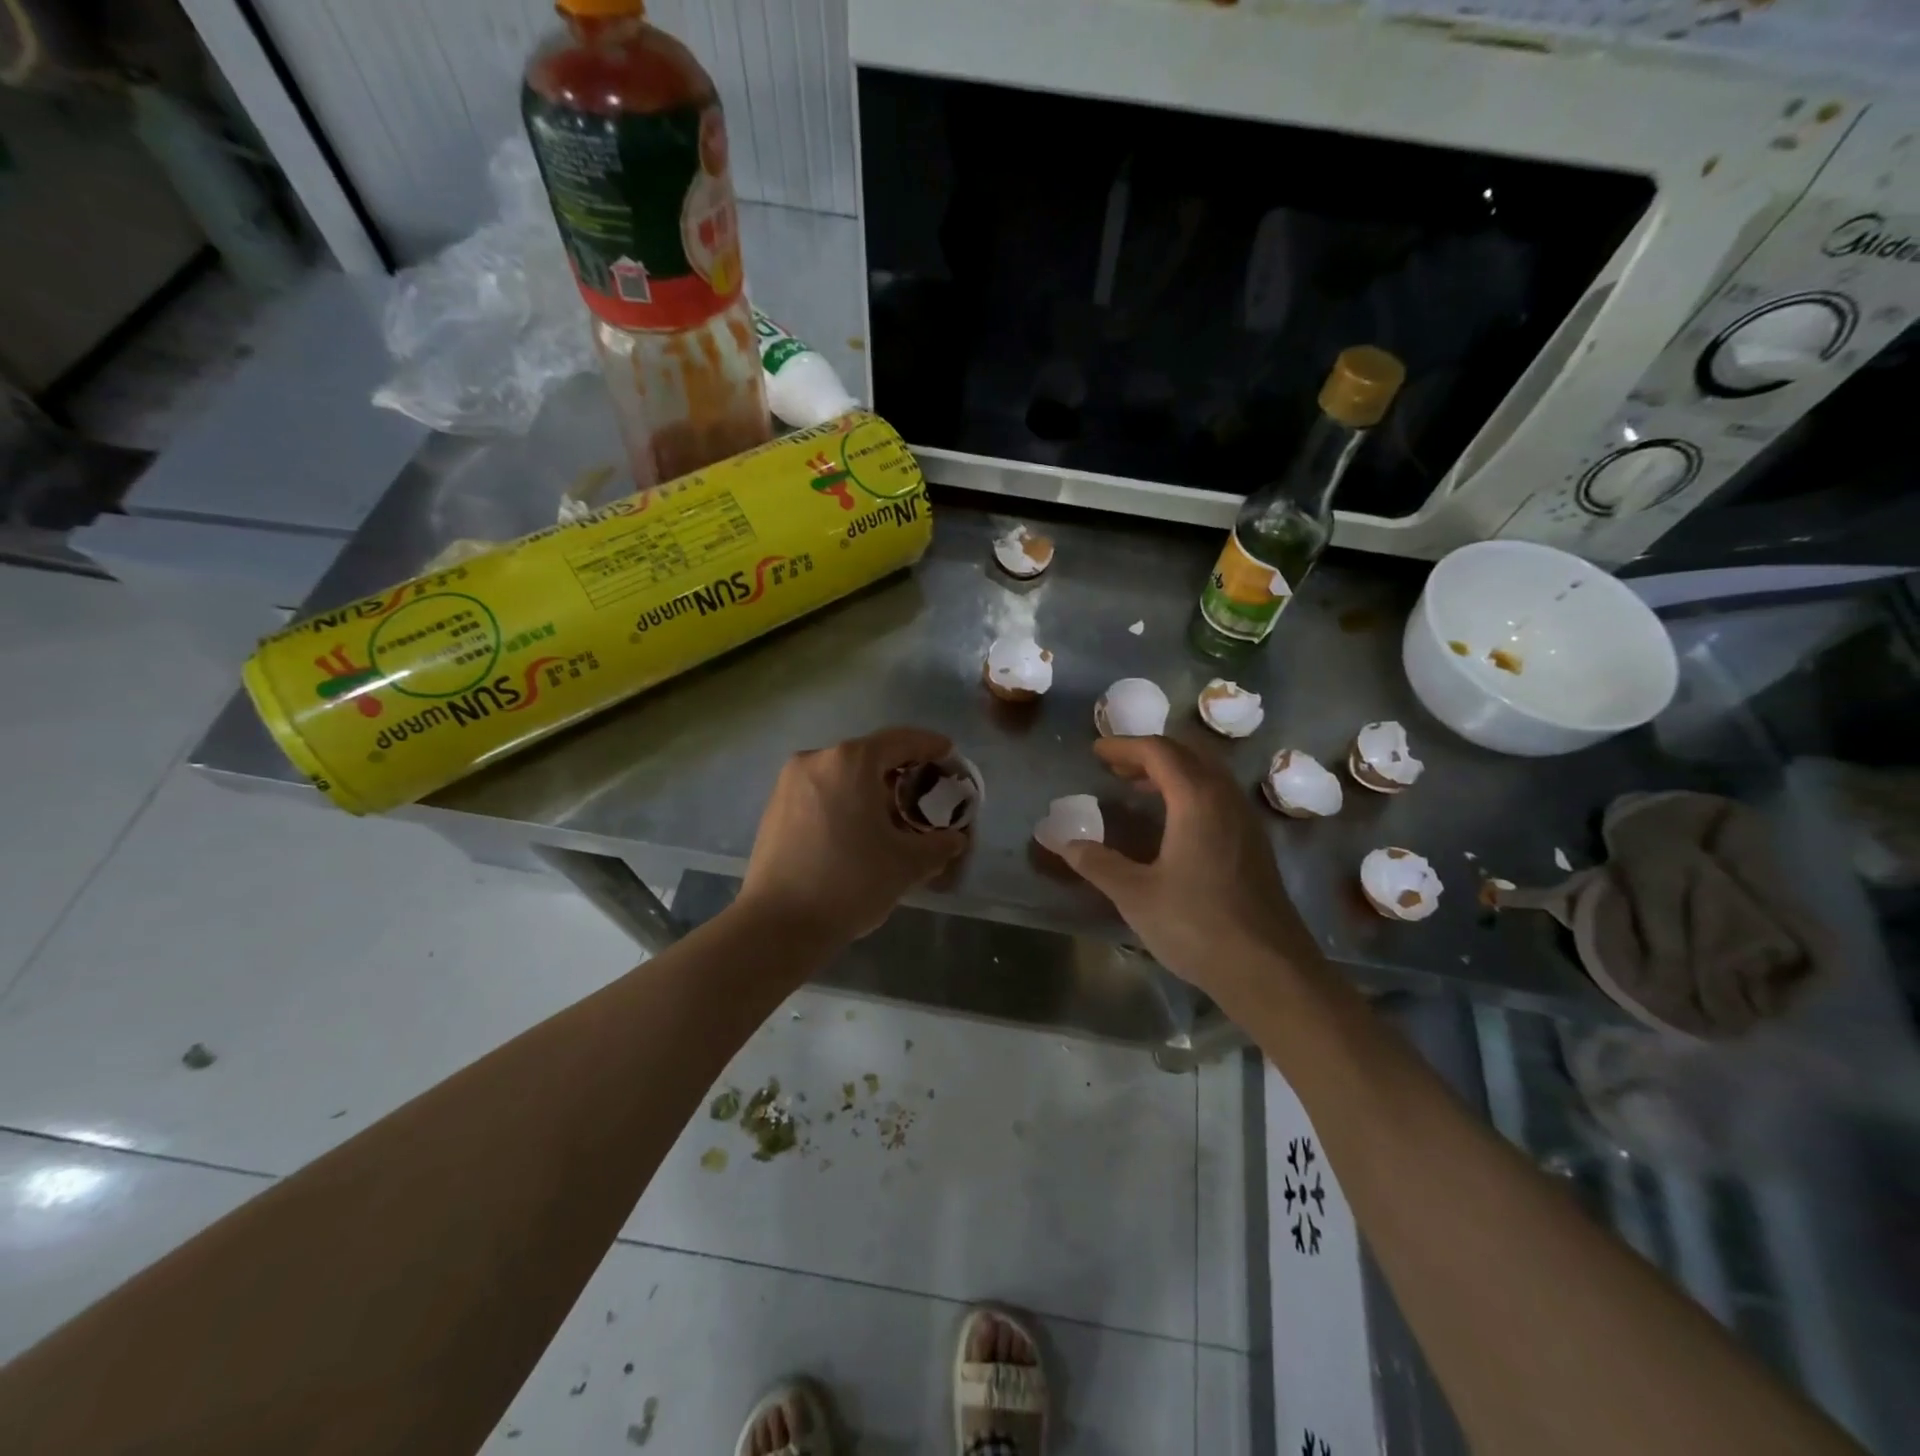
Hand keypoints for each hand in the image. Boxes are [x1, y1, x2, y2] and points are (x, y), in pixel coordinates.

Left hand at [737, 727, 968, 947]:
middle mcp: (817, 760)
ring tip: (893, 817)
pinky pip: (822, 792)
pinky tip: (858, 831)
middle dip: (900, 771)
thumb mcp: (907, 864)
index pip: (901, 740)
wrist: (778, 925)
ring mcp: (790, 783)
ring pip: (843, 774)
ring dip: (871, 789)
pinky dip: (845, 801)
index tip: (949, 754)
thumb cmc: (850, 883)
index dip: (930, 745)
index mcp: (851, 761)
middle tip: (926, 793)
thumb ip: (939, 844)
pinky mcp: (775, 808)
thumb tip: (953, 839)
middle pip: (870, 756)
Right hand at [1059, 736, 1316, 1005]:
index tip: (1096, 751)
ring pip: (1207, 775)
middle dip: (1149, 753)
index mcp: (1197, 800)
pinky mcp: (1253, 844)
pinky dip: (1189, 792)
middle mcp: (1225, 799)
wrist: (1270, 971)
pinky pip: (1218, 796)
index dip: (1124, 746)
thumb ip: (1097, 863)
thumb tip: (1061, 841)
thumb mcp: (1136, 895)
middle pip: (1188, 754)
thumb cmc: (1198, 926)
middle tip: (1116, 767)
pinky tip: (1172, 823)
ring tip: (1138, 788)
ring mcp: (1245, 821)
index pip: (1159, 752)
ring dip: (1172, 772)